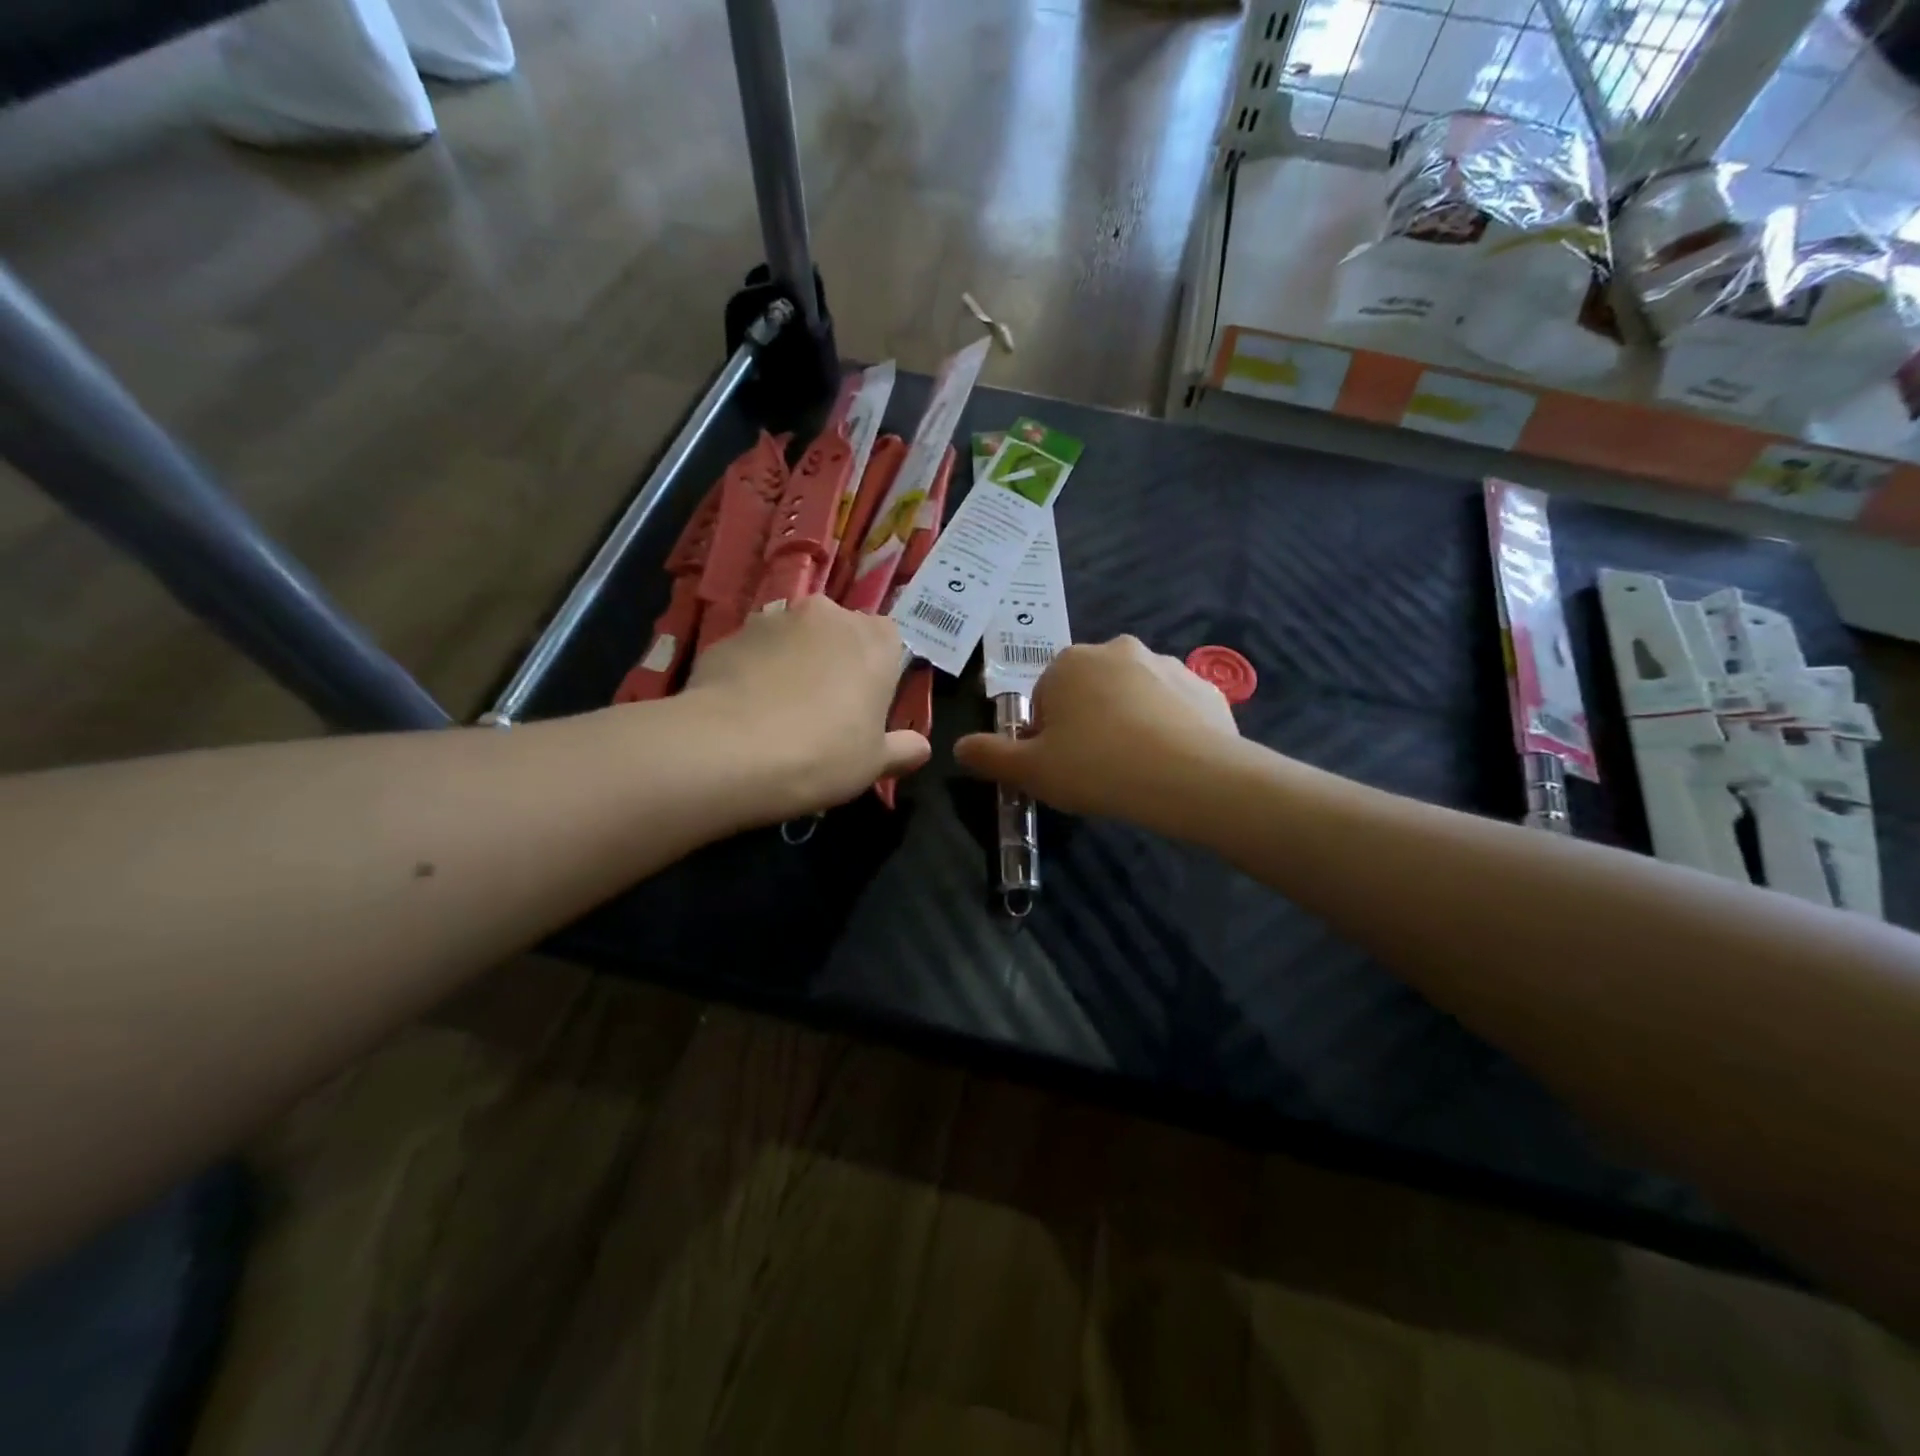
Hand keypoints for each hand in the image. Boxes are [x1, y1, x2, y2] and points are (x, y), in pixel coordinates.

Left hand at [679, 596, 929, 821]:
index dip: (879, 669)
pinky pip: (752, 653)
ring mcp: (773, 620)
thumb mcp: (874, 764)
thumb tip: (920, 748)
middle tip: (825, 708)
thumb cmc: (823, 754)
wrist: (730, 751)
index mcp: (874, 640)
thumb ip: (902, 750)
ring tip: (778, 711)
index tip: (867, 704)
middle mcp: (826, 615)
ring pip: (792, 638)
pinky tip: (744, 712)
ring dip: (792, 662)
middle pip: (838, 632)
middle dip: (834, 660)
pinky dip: (753, 673)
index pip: (889, 639)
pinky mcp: (728, 636)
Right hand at [954, 636, 1240, 824]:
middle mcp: (1117, 650)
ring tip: (1134, 770)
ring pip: (1132, 697)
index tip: (1059, 765)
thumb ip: (990, 756)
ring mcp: (1166, 664)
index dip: (1046, 734)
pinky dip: (1167, 728)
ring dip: (1127, 723)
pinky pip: (1173, 708)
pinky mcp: (1204, 686)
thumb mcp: (1031, 771)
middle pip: (1088, 691)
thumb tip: (960, 747)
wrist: (1191, 777)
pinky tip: (1169, 764)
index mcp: (1070, 663)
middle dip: (1087, 723)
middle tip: (1093, 769)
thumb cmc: (1097, 767)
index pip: (1044, 697)